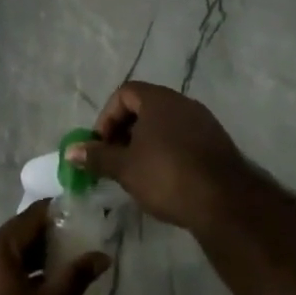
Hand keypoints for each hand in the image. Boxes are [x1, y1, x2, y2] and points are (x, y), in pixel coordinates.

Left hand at [0, 201, 108, 294]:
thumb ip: (76, 276)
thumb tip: (102, 256)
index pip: (31, 217)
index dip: (57, 215)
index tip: (80, 217)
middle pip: (16, 235)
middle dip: (46, 241)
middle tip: (76, 249)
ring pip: (4, 257)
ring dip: (30, 261)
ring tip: (60, 273)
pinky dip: (13, 276)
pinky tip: (34, 294)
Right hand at [70, 81, 256, 230]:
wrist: (225, 201)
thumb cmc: (167, 176)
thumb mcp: (125, 168)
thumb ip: (97, 156)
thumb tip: (70, 151)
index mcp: (159, 99)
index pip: (125, 93)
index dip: (107, 117)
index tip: (101, 145)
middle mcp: (182, 102)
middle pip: (145, 107)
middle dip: (125, 131)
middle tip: (115, 159)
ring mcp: (203, 121)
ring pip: (165, 124)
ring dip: (146, 142)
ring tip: (137, 172)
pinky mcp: (217, 143)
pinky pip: (183, 138)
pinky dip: (168, 151)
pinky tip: (165, 179)